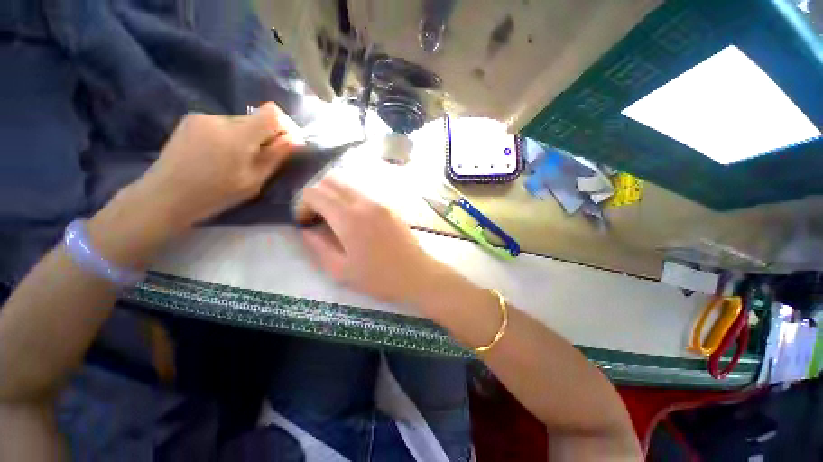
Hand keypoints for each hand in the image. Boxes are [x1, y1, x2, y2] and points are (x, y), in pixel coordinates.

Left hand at [130, 102, 303, 232]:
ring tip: (237, 159)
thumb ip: (275, 157)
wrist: (165, 196)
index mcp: (237, 136)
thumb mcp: (253, 181)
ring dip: (248, 137)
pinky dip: (231, 136)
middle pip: (256, 119)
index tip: (288, 142)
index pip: (272, 114)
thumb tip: (293, 141)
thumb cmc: (215, 195)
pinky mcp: (191, 119)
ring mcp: (202, 117)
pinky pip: (223, 124)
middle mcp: (220, 119)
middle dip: (266, 136)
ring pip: (240, 122)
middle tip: (263, 158)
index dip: (286, 125)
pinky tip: (219, 154)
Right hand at [299, 178, 443, 304]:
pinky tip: (355, 221)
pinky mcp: (389, 207)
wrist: (416, 274)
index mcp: (349, 218)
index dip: (302, 204)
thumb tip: (306, 230)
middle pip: (330, 180)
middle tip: (316, 218)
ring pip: (348, 185)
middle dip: (316, 195)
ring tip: (335, 220)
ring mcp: (380, 202)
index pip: (314, 192)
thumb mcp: (341, 270)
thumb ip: (318, 246)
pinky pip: (363, 194)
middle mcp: (364, 202)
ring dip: (334, 196)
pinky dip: (350, 200)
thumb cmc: (378, 277)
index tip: (305, 222)